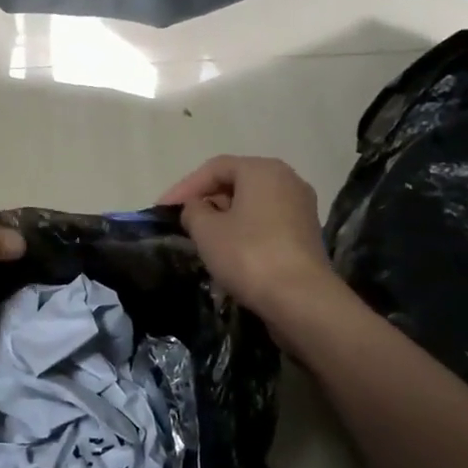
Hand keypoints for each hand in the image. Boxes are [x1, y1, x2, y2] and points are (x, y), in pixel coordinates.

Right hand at [157, 156, 336, 324]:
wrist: (300, 299)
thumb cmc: (248, 255)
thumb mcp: (206, 230)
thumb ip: (193, 211)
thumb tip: (197, 209)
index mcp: (262, 170)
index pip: (214, 168)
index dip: (184, 187)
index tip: (161, 209)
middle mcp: (287, 180)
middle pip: (236, 183)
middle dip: (206, 200)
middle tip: (181, 222)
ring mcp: (301, 208)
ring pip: (252, 204)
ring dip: (224, 218)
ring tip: (201, 238)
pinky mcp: (306, 234)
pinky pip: (266, 223)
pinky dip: (244, 231)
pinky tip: (229, 252)